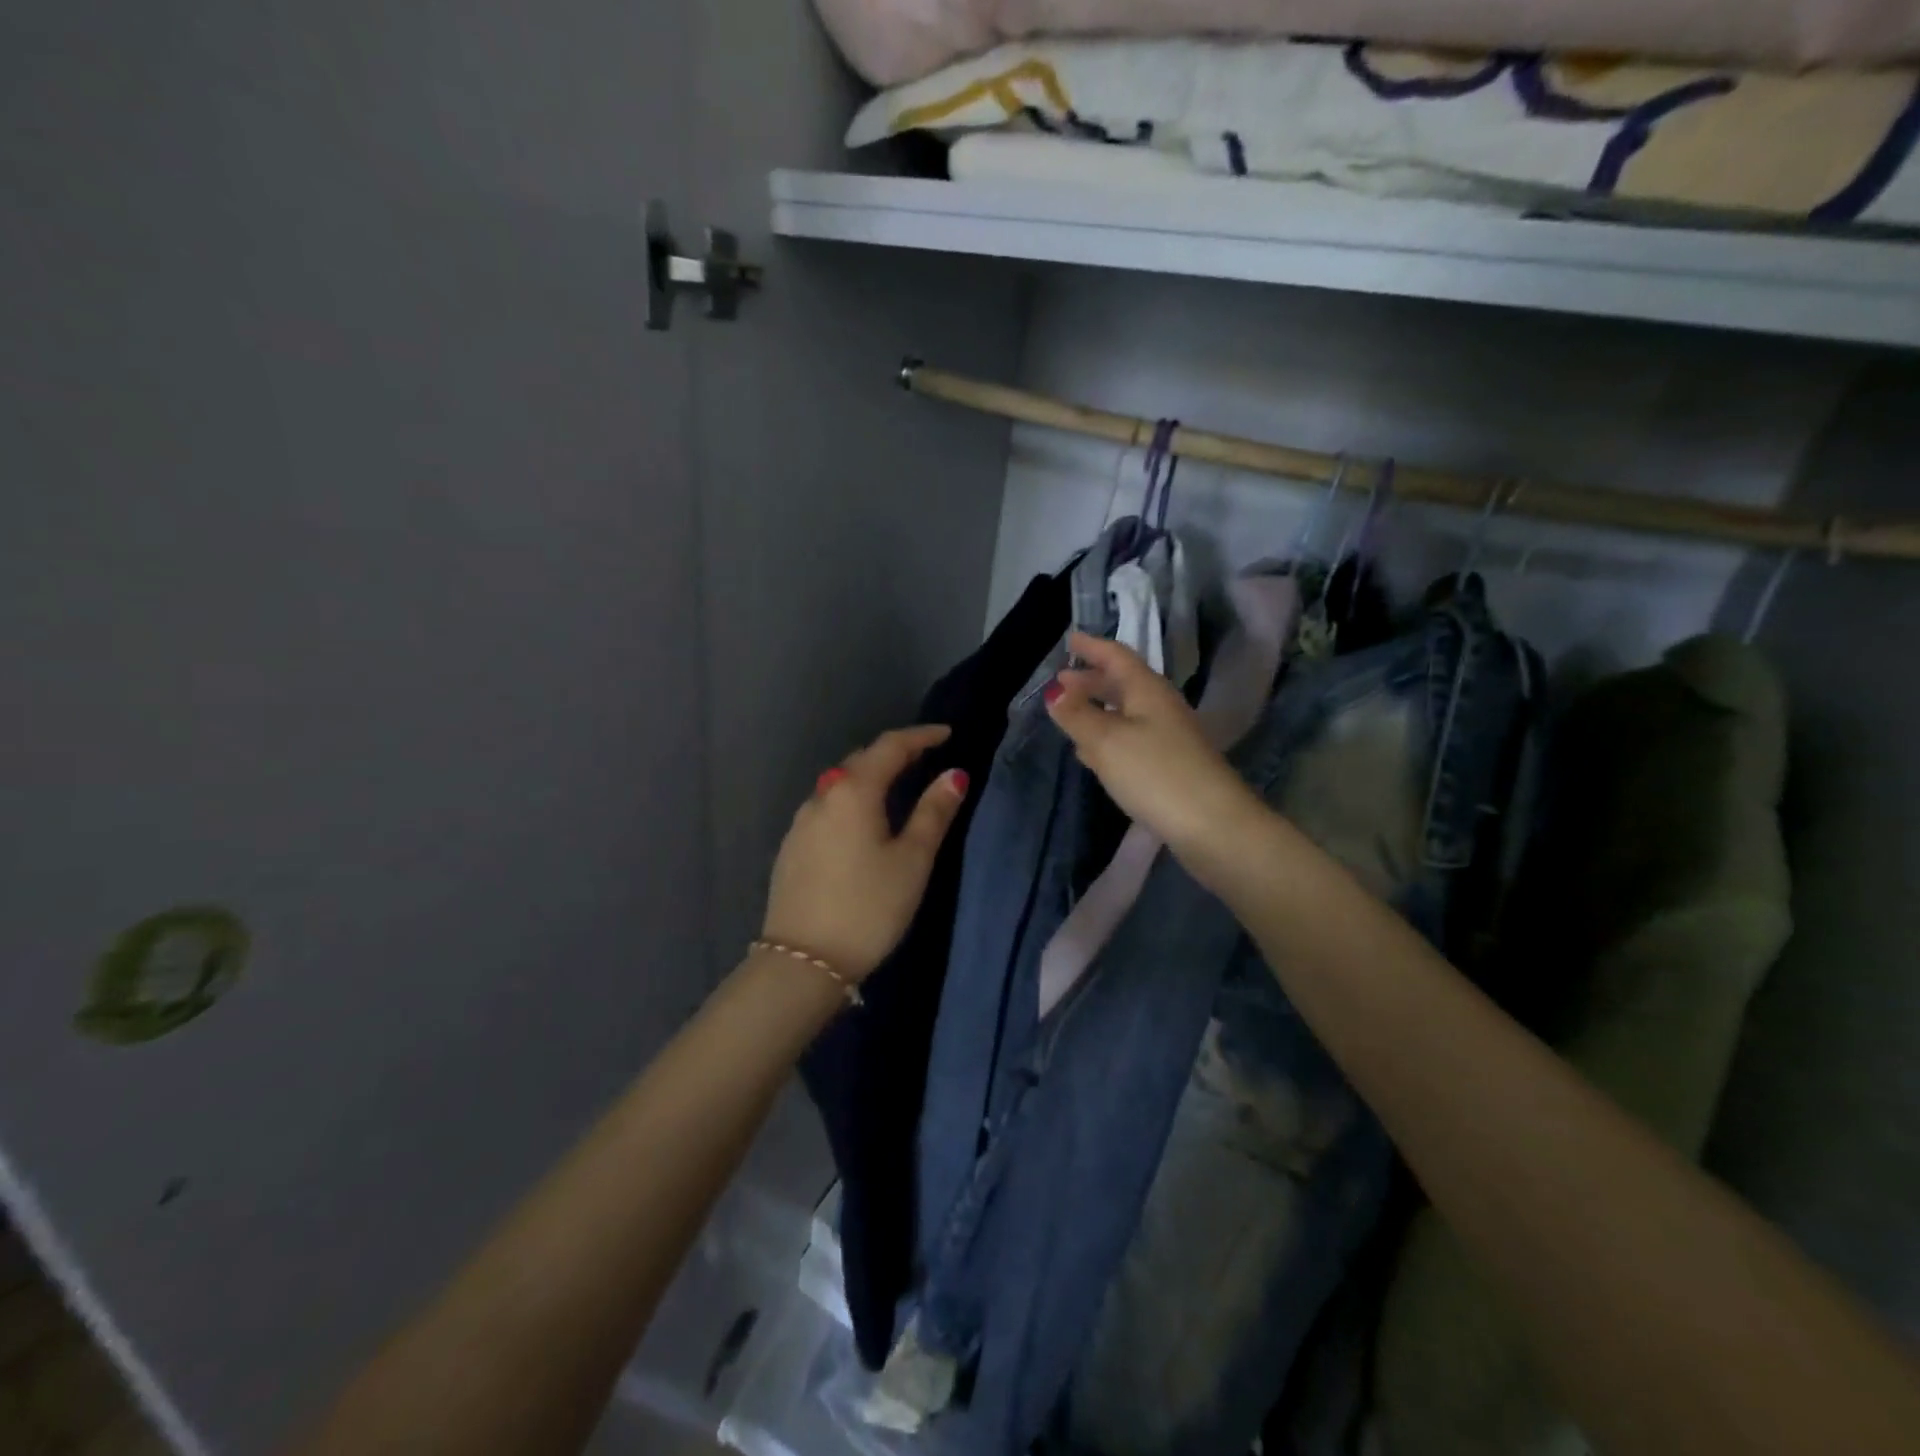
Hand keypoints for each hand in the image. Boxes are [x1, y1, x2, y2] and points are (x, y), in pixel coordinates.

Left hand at [761, 726, 969, 981]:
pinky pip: (828, 808)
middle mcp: (822, 795)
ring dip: (870, 777)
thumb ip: (934, 812)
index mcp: (853, 791)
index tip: (947, 734)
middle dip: (894, 754)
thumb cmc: (868, 907)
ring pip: (841, 784)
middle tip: (926, 758)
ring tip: (898, 788)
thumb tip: (955, 774)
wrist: (802, 962)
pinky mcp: (791, 846)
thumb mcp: (912, 860)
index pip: (890, 746)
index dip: (921, 736)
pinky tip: (863, 822)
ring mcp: (801, 821)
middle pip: (862, 760)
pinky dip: (852, 801)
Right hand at [1045, 631, 1263, 855]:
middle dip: (1091, 680)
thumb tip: (1055, 692)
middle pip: (1122, 683)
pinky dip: (1109, 736)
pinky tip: (1093, 753)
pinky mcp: (1169, 765)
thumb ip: (1078, 715)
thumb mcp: (1106, 741)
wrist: (1213, 825)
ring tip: (1071, 713)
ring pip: (1126, 712)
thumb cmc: (1155, 773)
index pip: (1116, 656)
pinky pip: (1131, 739)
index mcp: (1147, 690)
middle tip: (1062, 681)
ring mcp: (1168, 737)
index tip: (1069, 638)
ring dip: (1099, 709)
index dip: (1092, 647)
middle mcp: (1160, 707)